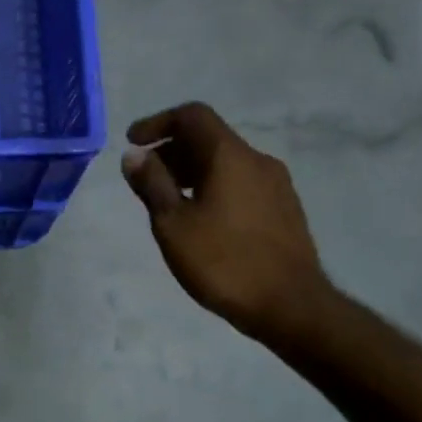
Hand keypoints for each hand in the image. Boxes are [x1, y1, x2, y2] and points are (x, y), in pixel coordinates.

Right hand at [120, 103, 331, 341]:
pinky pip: (240, 182)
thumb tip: (134, 155)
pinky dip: (212, 186)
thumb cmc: (222, 262)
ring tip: (167, 202)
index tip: (132, 143)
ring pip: (225, 163)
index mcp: (230, 156)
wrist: (289, 304)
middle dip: (171, 150)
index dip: (158, 122)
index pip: (192, 116)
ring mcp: (276, 184)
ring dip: (191, 171)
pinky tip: (200, 219)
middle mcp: (257, 160)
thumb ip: (152, 184)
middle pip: (209, 138)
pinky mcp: (284, 209)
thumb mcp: (173, 224)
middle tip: (143, 178)